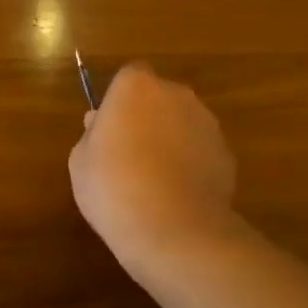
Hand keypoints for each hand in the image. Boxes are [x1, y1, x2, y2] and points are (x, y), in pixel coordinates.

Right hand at [69, 62, 250, 282]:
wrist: (173, 230)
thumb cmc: (113, 187)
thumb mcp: (80, 161)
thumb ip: (92, 134)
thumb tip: (101, 124)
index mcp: (136, 87)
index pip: (129, 77)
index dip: (119, 101)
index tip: (109, 128)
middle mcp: (176, 94)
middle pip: (159, 97)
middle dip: (147, 117)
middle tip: (129, 154)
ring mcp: (206, 123)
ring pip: (182, 123)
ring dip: (171, 140)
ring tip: (155, 181)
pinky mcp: (226, 153)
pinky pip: (201, 151)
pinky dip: (191, 164)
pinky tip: (177, 195)